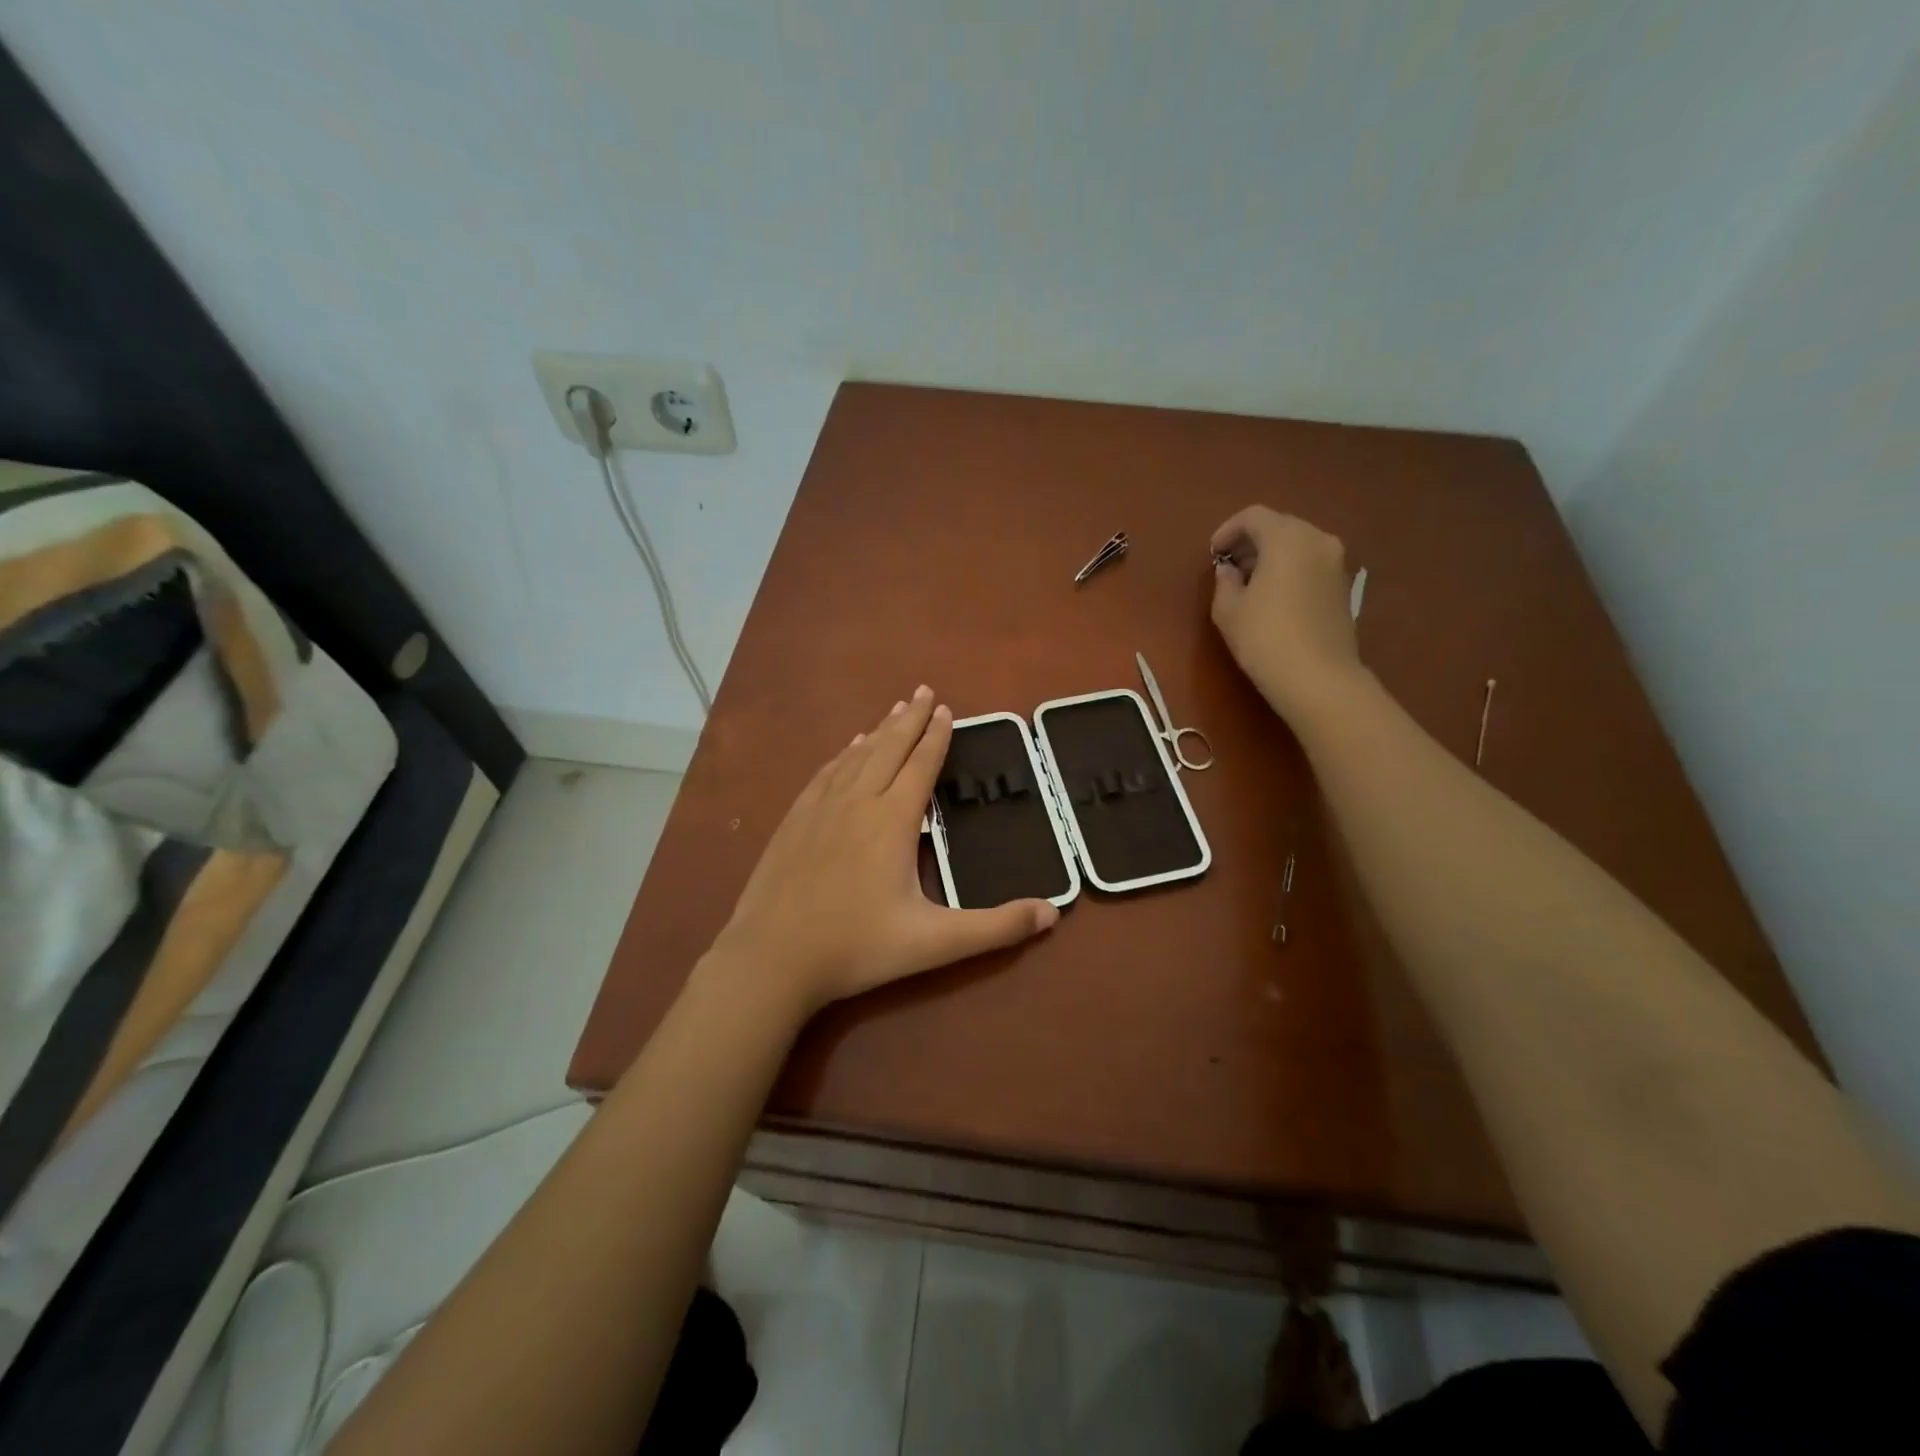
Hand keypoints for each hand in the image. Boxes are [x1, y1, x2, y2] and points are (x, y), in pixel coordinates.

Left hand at [709, 686, 1059, 1018]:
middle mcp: (857, 802)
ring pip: (856, 757)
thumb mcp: (934, 943)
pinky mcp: (794, 821)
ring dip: (879, 730)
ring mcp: (820, 809)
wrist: (771, 958)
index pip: (921, 765)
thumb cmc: (857, 948)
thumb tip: (1053, 912)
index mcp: (892, 820)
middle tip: (924, 690)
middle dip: (910, 719)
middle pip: (889, 748)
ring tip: (894, 710)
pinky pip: (826, 774)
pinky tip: (847, 750)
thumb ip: (995, 928)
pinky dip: (843, 755)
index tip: (946, 708)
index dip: (936, 736)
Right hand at [1209, 507, 1363, 721]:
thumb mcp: (1228, 610)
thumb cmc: (1265, 638)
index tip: (1213, 555)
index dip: (1228, 530)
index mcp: (1287, 538)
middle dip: (1251, 542)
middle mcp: (1318, 540)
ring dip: (1272, 556)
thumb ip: (1225, 582)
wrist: (1319, 678)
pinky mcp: (1344, 586)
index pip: (1253, 516)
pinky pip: (1311, 564)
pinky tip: (1274, 598)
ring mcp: (1336, 563)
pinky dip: (1290, 570)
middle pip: (1279, 526)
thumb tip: (1230, 571)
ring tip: (1249, 584)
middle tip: (1229, 568)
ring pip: (1298, 545)